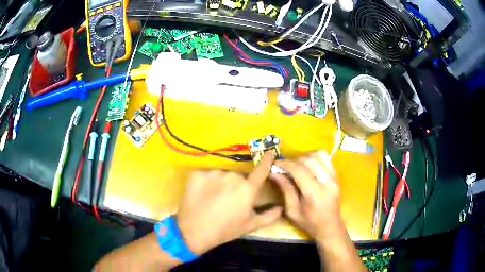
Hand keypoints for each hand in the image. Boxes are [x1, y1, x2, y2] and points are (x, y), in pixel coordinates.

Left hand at [176, 152, 282, 254]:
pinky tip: (202, 194)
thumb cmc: (224, 230)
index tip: (270, 151)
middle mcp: (232, 176)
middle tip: (229, 199)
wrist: (193, 231)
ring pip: (221, 174)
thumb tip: (281, 208)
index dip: (267, 160)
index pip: (261, 169)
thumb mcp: (250, 226)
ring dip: (220, 183)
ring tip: (213, 198)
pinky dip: (205, 182)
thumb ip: (269, 216)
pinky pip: (206, 174)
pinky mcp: (197, 173)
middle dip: (237, 185)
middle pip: (238, 175)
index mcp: (247, 189)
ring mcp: (213, 173)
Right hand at [271, 150, 340, 239]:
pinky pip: (325, 157)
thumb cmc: (309, 222)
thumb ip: (285, 189)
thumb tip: (274, 172)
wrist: (330, 226)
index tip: (275, 163)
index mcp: (315, 193)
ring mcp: (334, 177)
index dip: (286, 164)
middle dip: (293, 160)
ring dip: (304, 157)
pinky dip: (314, 157)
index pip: (300, 170)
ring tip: (296, 165)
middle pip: (309, 160)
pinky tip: (307, 165)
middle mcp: (327, 181)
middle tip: (284, 166)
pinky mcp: (336, 175)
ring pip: (318, 155)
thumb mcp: (292, 210)